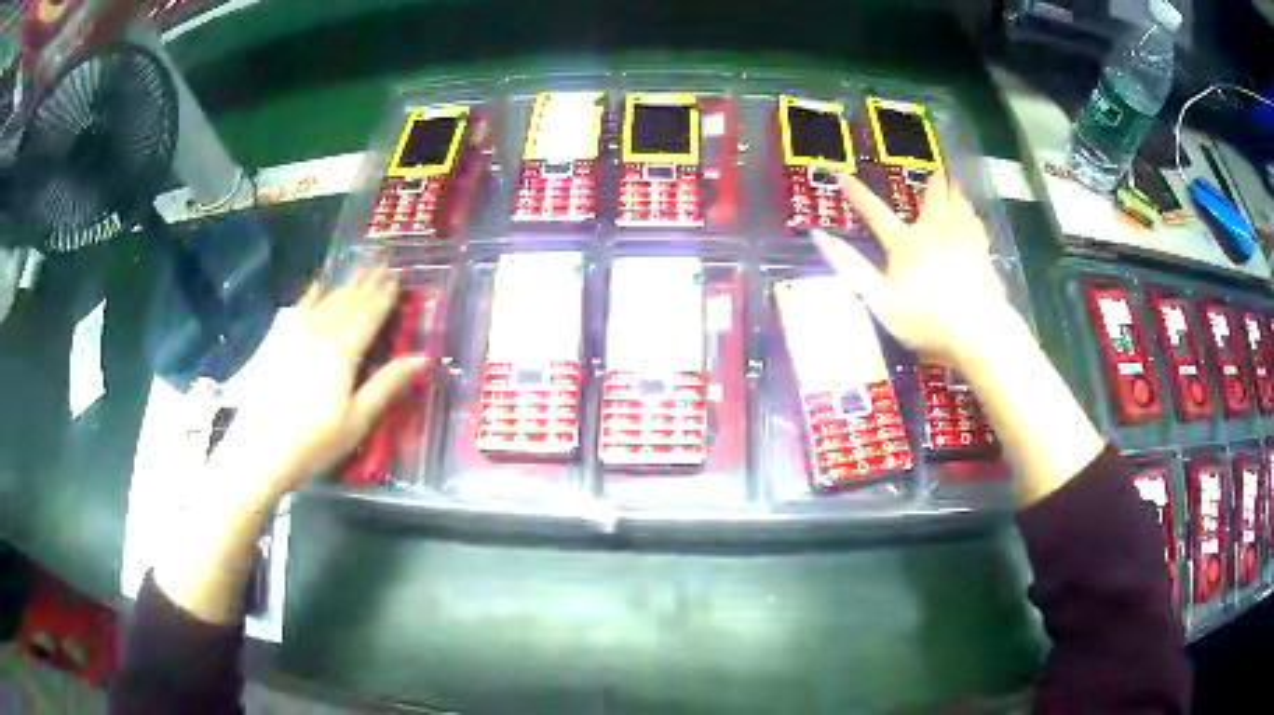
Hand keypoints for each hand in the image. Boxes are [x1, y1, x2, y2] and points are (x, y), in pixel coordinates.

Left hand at [214, 266, 426, 505]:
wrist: (259, 451)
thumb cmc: (313, 442)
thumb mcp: (357, 420)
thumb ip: (387, 385)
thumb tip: (423, 358)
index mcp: (344, 351)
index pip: (370, 314)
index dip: (385, 295)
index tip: (398, 276)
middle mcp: (320, 332)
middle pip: (348, 301)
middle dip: (367, 282)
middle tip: (382, 262)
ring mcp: (294, 334)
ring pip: (326, 300)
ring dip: (345, 282)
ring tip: (358, 266)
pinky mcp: (276, 342)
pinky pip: (299, 307)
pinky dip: (312, 292)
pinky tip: (317, 285)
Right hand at [812, 172, 1014, 368]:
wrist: (978, 330)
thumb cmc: (925, 319)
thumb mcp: (880, 299)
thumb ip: (851, 267)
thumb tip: (818, 236)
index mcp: (905, 243)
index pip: (875, 213)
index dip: (857, 195)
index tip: (843, 176)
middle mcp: (934, 232)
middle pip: (933, 200)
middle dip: (932, 183)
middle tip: (936, 169)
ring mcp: (963, 241)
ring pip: (959, 207)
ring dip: (955, 192)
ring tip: (955, 182)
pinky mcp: (983, 256)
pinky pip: (977, 226)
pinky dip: (973, 215)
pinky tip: (975, 216)